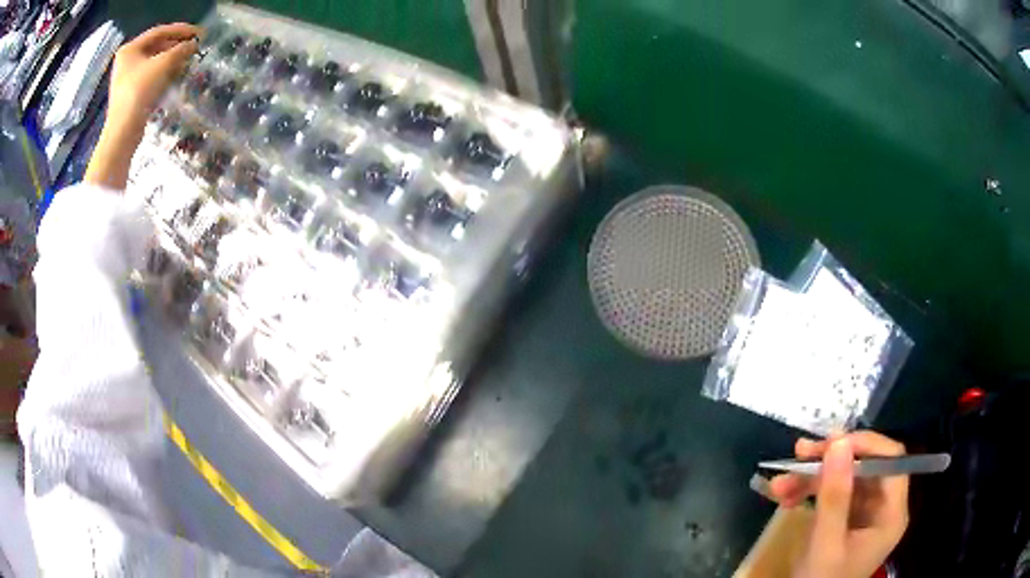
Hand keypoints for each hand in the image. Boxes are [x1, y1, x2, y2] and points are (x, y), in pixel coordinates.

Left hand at [86, 23, 200, 188]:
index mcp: (130, 49)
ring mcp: (127, 78)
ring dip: (172, 59)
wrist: (123, 132)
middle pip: (156, 46)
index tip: (198, 32)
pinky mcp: (131, 93)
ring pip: (155, 61)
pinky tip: (177, 74)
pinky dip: (165, 72)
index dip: (181, 29)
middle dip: (176, 45)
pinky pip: (151, 75)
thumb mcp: (163, 64)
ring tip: (189, 59)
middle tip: (194, 46)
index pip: (159, 31)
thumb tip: (194, 44)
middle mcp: (127, 60)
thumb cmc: (139, 92)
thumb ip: (181, 49)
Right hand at [768, 432, 908, 577]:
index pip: (890, 460)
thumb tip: (838, 441)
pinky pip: (831, 496)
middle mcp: (882, 507)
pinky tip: (785, 496)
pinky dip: (809, 493)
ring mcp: (863, 514)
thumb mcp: (826, 544)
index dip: (865, 445)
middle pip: (865, 467)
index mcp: (891, 513)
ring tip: (779, 483)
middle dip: (829, 461)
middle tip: (799, 453)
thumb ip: (835, 496)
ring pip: (844, 479)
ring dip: (811, 478)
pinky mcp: (845, 521)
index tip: (831, 443)